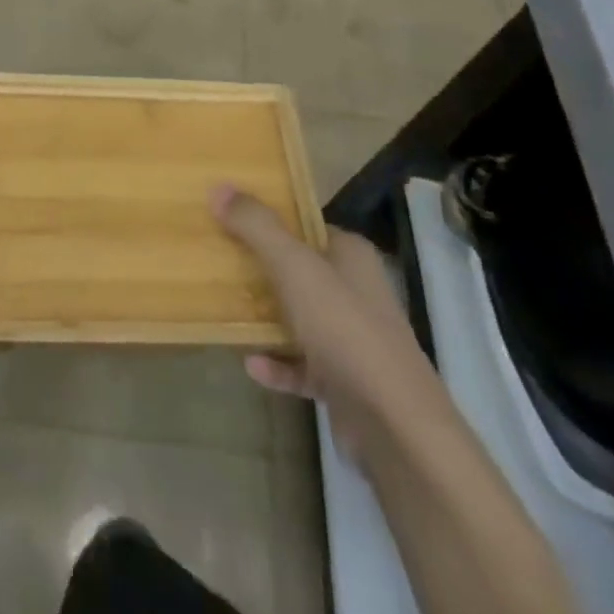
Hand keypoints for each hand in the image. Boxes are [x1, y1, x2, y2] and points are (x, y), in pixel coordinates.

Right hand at [211, 185, 425, 458]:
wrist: (395, 426)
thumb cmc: (345, 330)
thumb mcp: (295, 268)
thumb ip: (258, 227)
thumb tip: (219, 187)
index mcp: (351, 256)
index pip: (306, 226)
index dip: (270, 220)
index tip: (230, 219)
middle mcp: (355, 291)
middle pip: (300, 270)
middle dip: (261, 267)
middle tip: (218, 261)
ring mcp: (353, 339)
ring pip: (301, 317)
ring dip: (267, 317)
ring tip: (226, 309)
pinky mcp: (345, 382)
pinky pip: (302, 365)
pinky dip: (278, 364)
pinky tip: (250, 364)